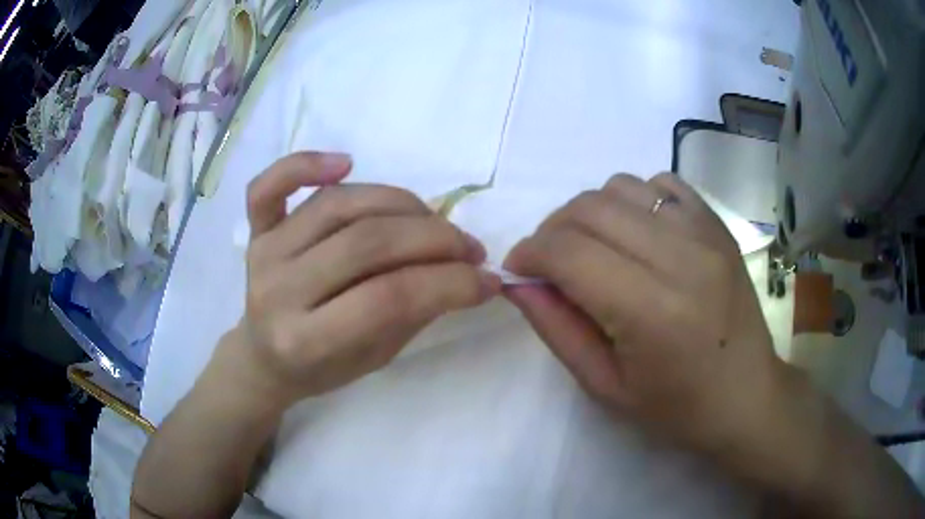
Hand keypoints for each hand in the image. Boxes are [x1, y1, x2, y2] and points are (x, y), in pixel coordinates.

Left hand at [226, 152, 500, 405]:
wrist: (265, 360)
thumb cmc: (322, 368)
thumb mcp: (375, 358)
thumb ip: (415, 312)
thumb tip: (467, 273)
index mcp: (305, 341)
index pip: (389, 298)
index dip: (450, 284)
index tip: (489, 280)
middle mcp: (279, 292)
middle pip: (367, 243)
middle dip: (434, 240)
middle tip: (469, 248)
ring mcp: (263, 254)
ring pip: (339, 205)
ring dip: (400, 203)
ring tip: (433, 218)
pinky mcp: (256, 232)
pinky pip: (269, 187)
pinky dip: (304, 164)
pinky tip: (346, 162)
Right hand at [503, 173, 784, 454]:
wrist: (747, 395)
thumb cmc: (676, 407)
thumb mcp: (605, 386)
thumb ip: (557, 329)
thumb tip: (519, 282)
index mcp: (650, 311)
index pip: (569, 252)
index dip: (530, 253)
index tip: (519, 269)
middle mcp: (680, 258)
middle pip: (591, 208)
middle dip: (552, 229)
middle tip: (549, 262)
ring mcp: (705, 234)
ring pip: (622, 186)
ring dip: (591, 212)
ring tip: (593, 246)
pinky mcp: (718, 225)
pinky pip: (662, 185)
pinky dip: (635, 199)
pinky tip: (636, 232)